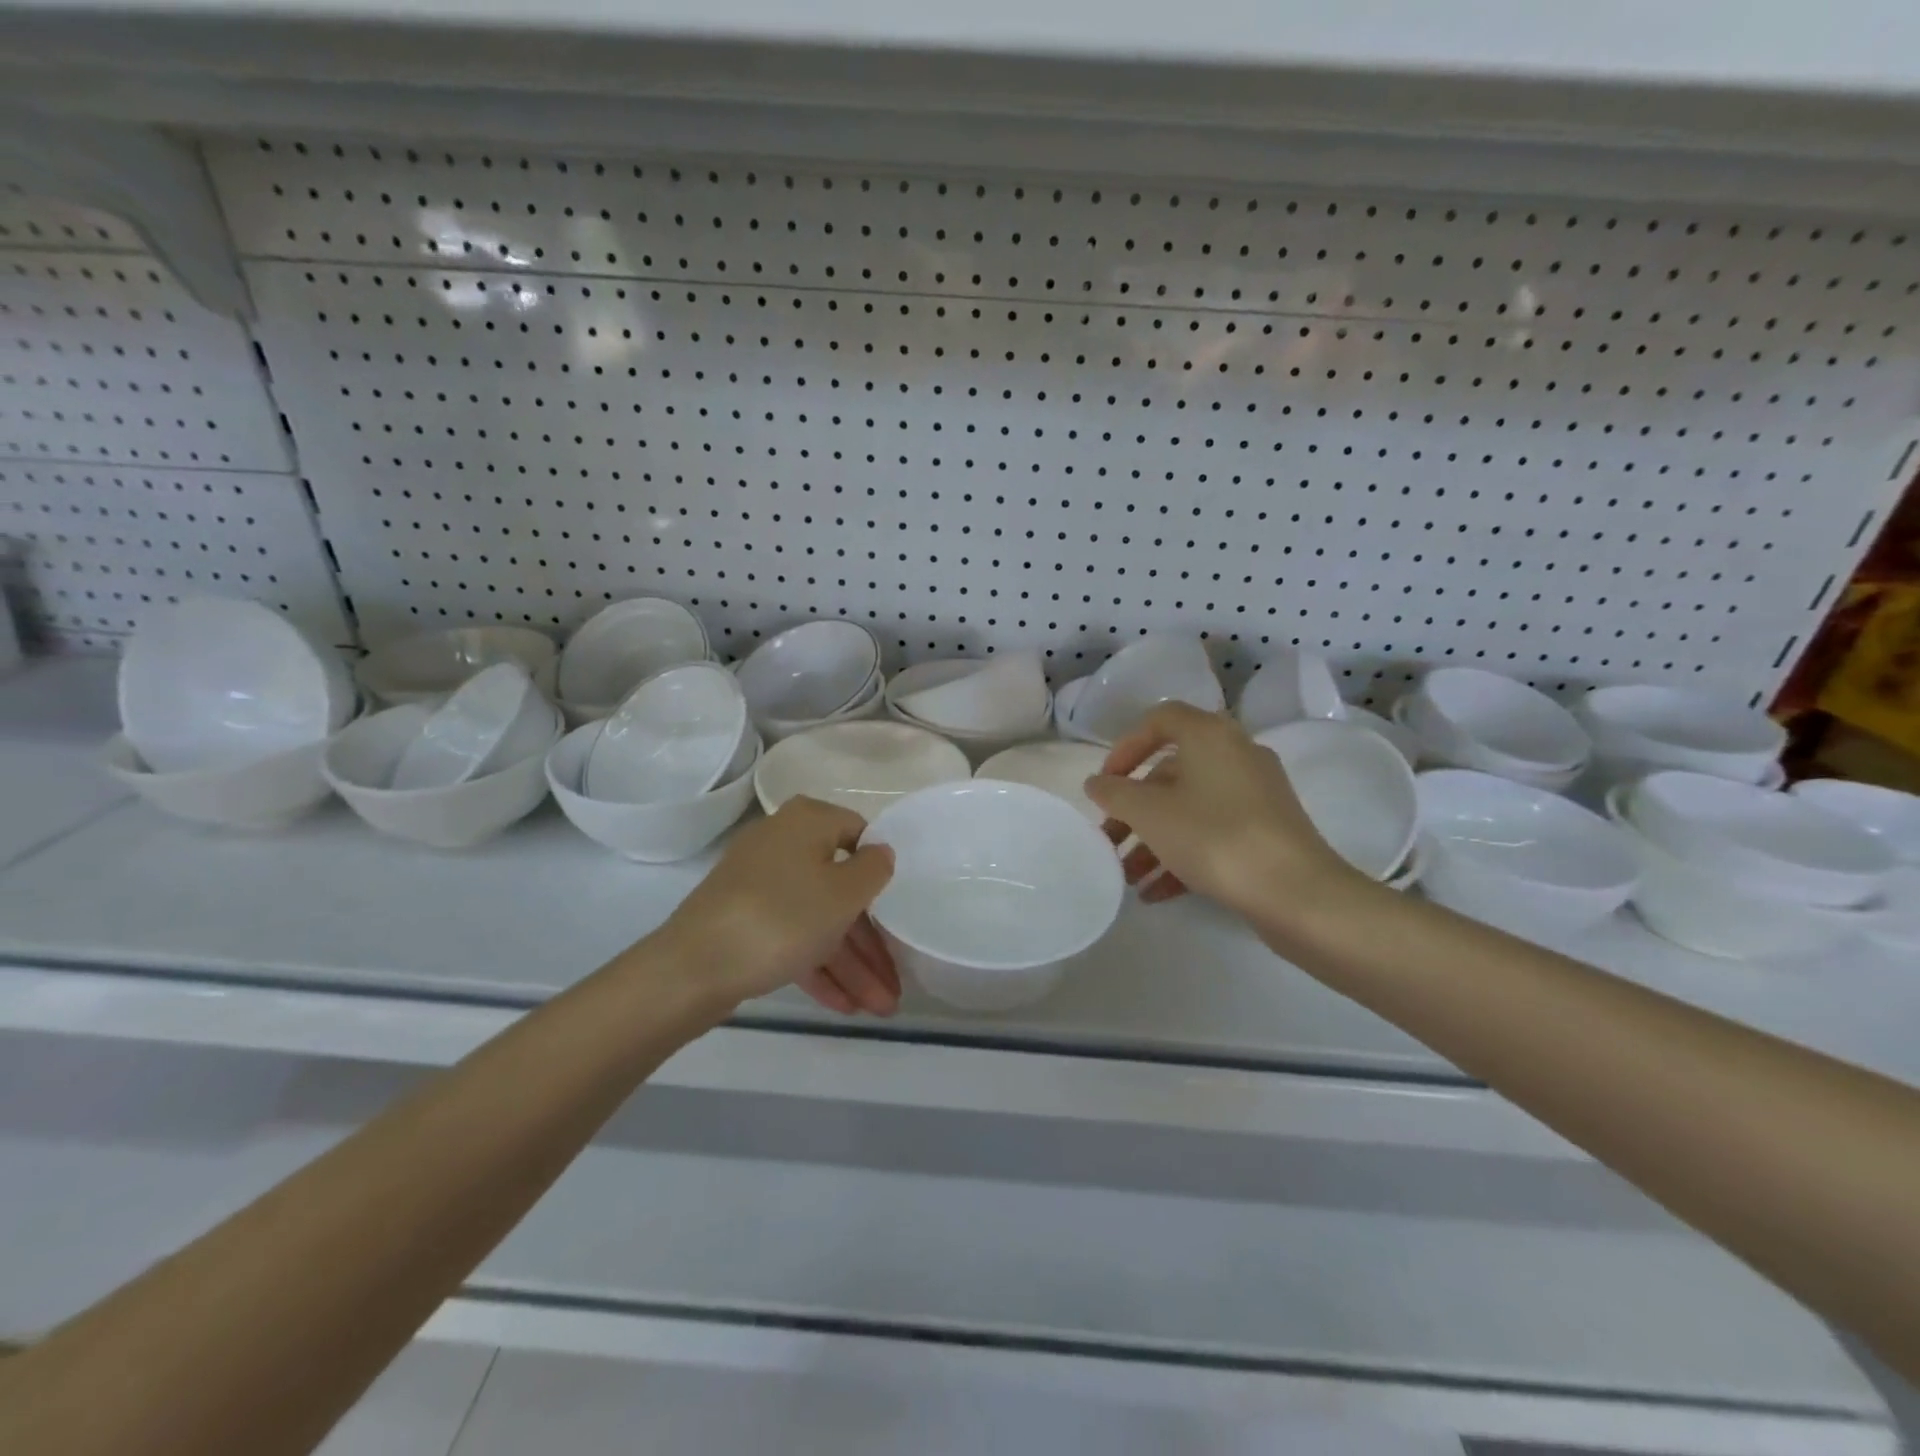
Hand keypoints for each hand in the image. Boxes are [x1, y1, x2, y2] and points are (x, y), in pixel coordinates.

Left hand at [659, 796, 899, 1015]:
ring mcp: (759, 884)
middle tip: (895, 981)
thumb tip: (880, 852)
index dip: (881, 871)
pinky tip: (844, 1006)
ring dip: (851, 963)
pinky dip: (817, 966)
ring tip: (880, 1009)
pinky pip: (792, 936)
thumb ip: (874, 869)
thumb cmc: (782, 918)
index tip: (900, 907)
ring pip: (818, 919)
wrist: (692, 967)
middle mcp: (783, 844)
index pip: (859, 834)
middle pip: (840, 887)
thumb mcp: (844, 893)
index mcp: (807, 822)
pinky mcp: (744, 920)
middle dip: (871, 941)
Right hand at [1083, 703, 1360, 918]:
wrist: (1297, 894)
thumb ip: (1115, 794)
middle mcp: (1236, 754)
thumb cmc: (1214, 838)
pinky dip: (1182, 854)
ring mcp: (1255, 794)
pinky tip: (1155, 893)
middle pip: (1171, 773)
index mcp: (1209, 735)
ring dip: (1153, 840)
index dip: (1125, 747)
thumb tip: (1097, 783)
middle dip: (1134, 809)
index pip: (1159, 719)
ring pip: (1190, 807)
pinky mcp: (1267, 830)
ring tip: (1127, 877)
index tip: (1106, 783)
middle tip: (1109, 839)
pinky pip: (1213, 832)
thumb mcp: (1150, 814)